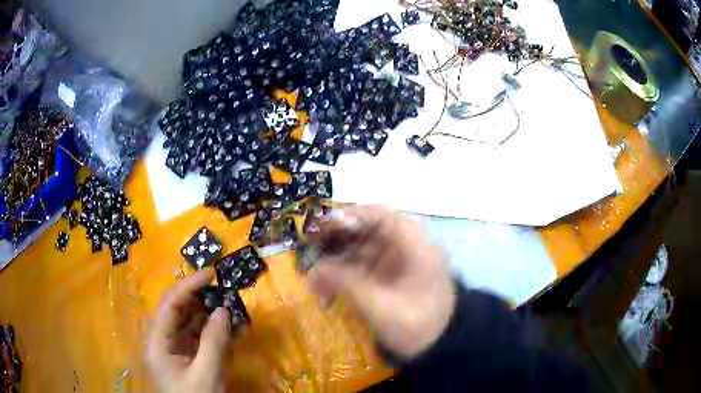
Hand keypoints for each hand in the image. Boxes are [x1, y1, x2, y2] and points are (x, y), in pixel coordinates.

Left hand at [146, 268, 230, 392]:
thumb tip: (223, 309)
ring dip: (207, 312)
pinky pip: (196, 335)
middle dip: (199, 297)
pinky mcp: (184, 355)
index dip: (189, 285)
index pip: (170, 304)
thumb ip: (214, 342)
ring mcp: (173, 347)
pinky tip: (228, 327)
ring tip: (228, 306)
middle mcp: (161, 339)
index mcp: (157, 341)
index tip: (211, 273)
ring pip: (187, 321)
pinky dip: (211, 329)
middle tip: (222, 289)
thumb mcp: (207, 374)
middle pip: (177, 309)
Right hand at [307, 205, 455, 359]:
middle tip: (311, 256)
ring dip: (338, 262)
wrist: (440, 345)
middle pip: (368, 230)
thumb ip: (346, 284)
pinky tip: (330, 290)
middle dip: (337, 243)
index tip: (320, 230)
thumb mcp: (380, 307)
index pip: (380, 215)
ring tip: (315, 280)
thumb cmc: (417, 326)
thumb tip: (312, 271)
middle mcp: (408, 245)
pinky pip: (366, 265)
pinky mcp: (393, 274)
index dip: (348, 217)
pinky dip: (347, 275)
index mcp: (415, 245)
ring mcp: (401, 260)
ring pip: (363, 248)